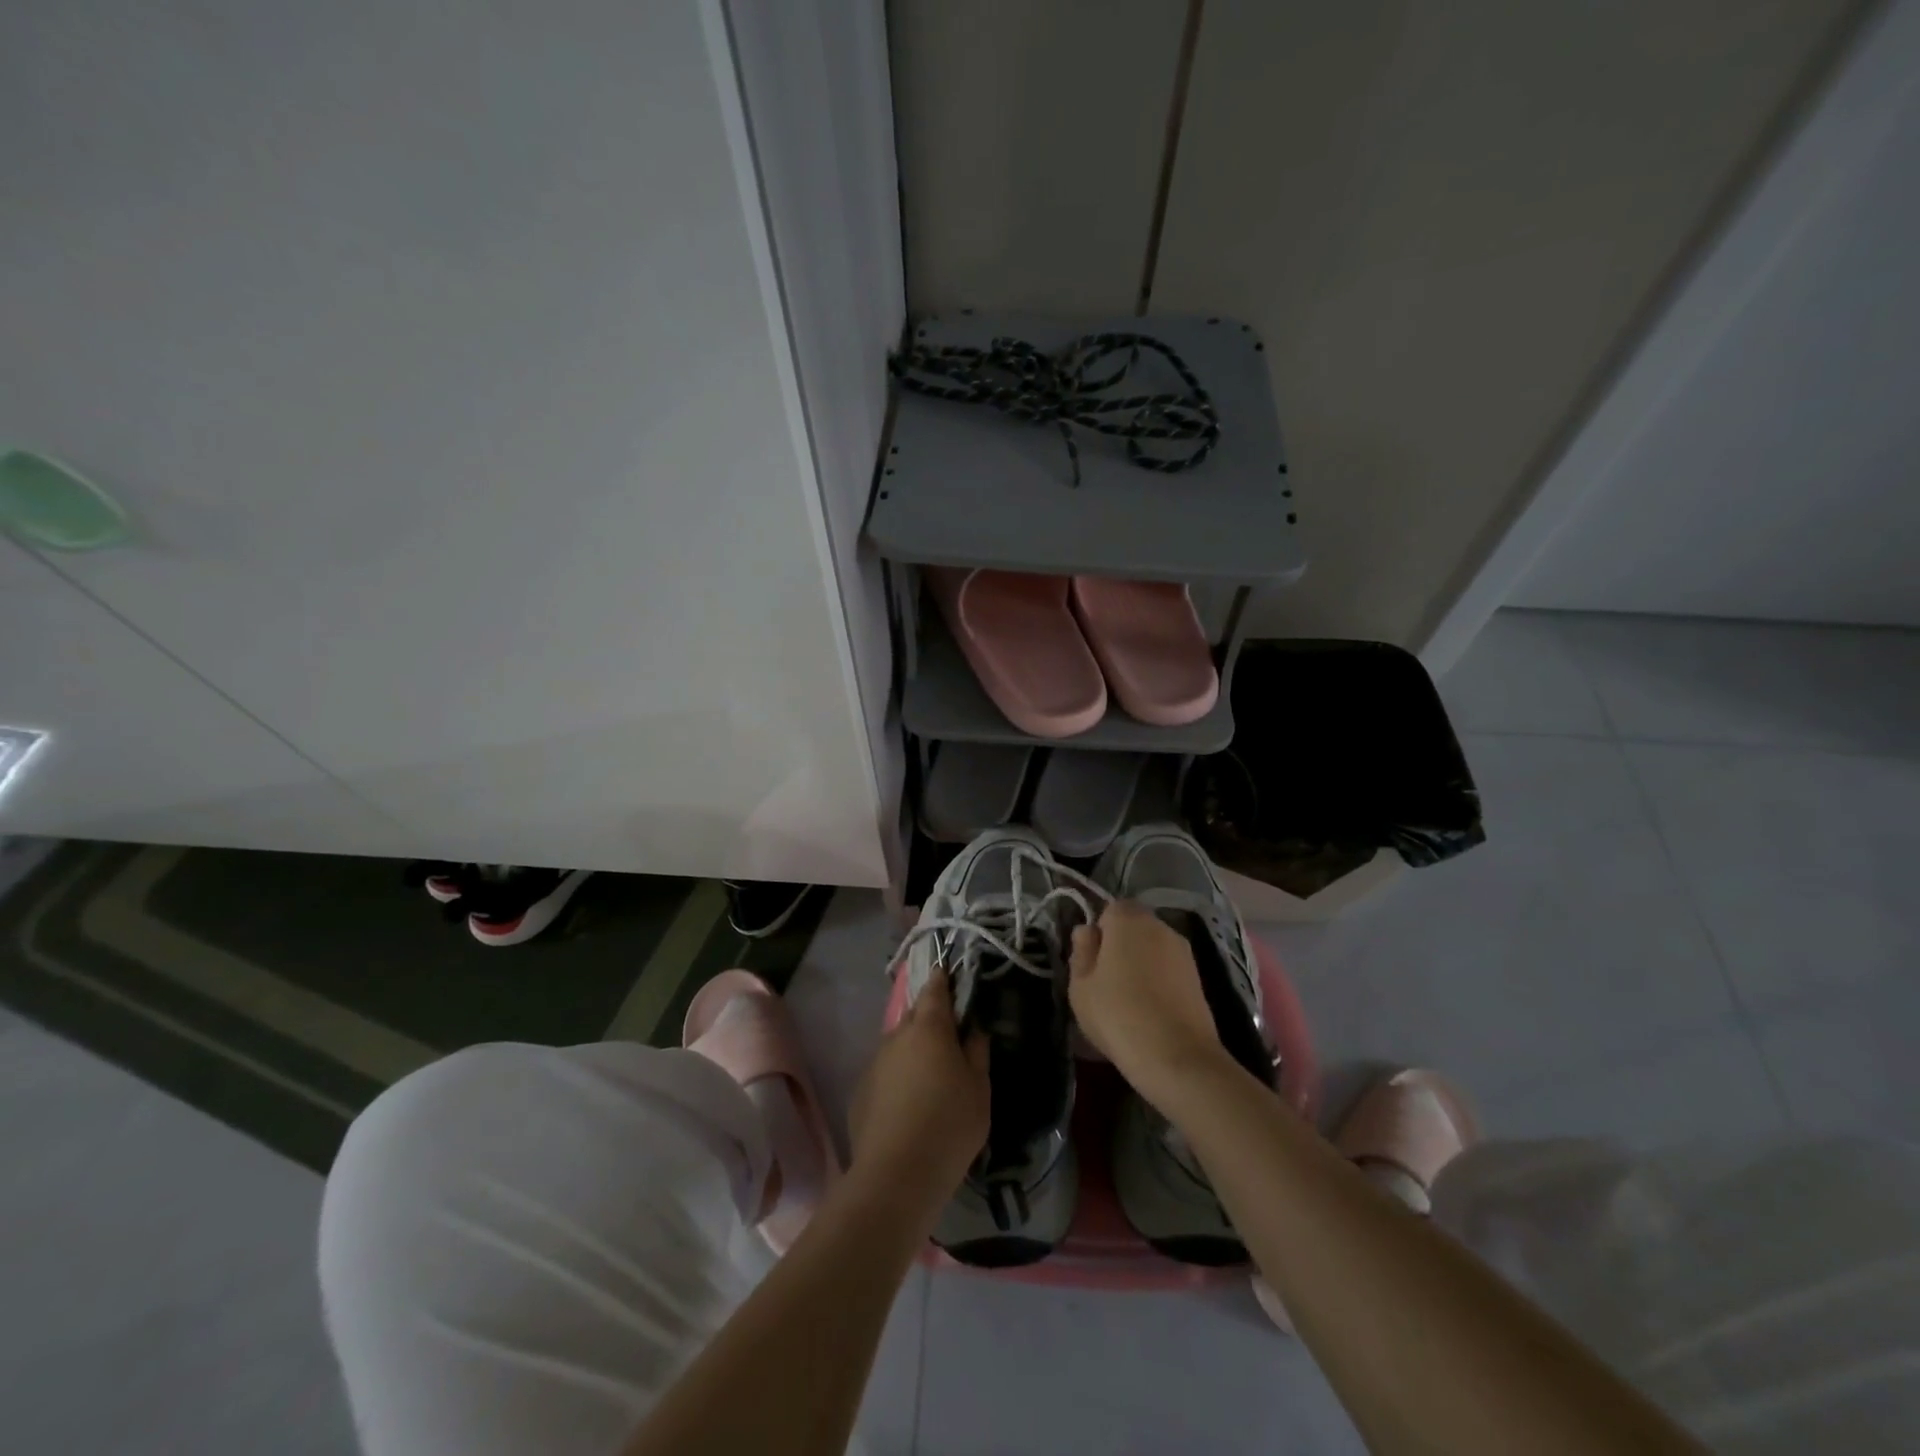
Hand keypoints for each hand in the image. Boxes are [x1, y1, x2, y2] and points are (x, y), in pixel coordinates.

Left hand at [847, 970, 988, 1215]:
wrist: (896, 1176)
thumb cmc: (949, 1126)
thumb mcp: (979, 1089)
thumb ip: (977, 1052)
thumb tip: (973, 1028)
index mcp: (930, 1027)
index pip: (935, 989)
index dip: (943, 980)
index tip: (950, 975)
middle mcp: (898, 1035)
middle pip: (916, 1015)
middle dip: (931, 1018)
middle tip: (949, 1036)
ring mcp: (875, 1062)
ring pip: (899, 1044)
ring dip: (914, 1050)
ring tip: (931, 1077)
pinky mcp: (861, 1090)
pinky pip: (885, 1071)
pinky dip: (898, 1077)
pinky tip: (908, 1104)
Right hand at [1069, 899, 1227, 1104]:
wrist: (1177, 1058)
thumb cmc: (1118, 1015)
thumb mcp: (1081, 985)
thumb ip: (1081, 951)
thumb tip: (1087, 931)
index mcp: (1128, 919)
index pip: (1109, 910)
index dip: (1099, 934)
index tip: (1091, 963)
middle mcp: (1160, 926)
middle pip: (1133, 928)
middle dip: (1120, 947)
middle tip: (1105, 983)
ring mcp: (1184, 952)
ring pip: (1152, 949)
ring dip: (1141, 965)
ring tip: (1129, 1002)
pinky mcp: (1199, 978)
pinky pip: (1168, 970)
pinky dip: (1159, 983)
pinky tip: (1151, 1012)